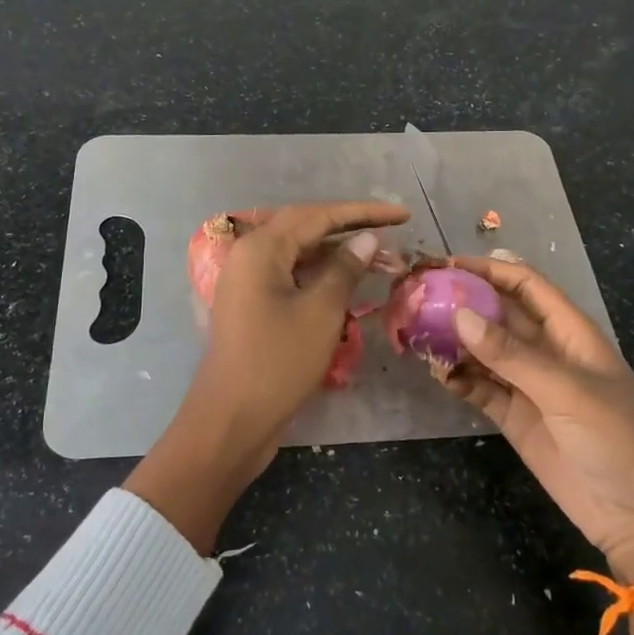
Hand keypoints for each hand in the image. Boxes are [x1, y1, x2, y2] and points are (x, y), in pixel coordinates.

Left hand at [125, 200, 408, 552]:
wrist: (231, 421)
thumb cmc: (277, 363)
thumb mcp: (320, 313)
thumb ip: (345, 269)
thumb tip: (367, 239)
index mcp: (260, 249)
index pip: (317, 215)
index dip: (363, 213)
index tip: (402, 214)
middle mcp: (249, 257)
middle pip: (306, 229)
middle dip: (351, 228)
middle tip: (394, 230)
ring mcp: (249, 283)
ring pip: (300, 255)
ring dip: (338, 254)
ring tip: (381, 258)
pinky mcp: (253, 307)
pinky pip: (292, 278)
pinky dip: (321, 277)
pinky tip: (349, 283)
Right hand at [442, 256, 633, 634]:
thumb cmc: (620, 438)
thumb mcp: (567, 390)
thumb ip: (512, 354)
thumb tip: (459, 314)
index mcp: (569, 331)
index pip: (524, 285)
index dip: (487, 269)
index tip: (443, 264)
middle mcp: (545, 351)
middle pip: (497, 314)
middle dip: (460, 302)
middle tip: (414, 297)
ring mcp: (528, 386)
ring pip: (482, 351)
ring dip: (453, 341)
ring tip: (413, 334)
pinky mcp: (515, 418)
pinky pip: (480, 388)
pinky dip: (458, 379)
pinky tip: (438, 375)